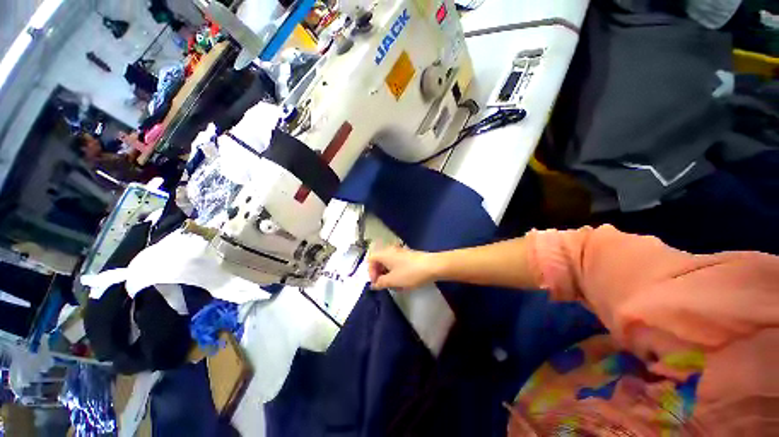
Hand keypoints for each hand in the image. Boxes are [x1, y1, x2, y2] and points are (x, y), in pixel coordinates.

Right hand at [368, 245, 439, 290]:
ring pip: (389, 264)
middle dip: (380, 274)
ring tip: (396, 286)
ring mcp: (400, 252)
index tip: (377, 283)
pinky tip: (404, 282)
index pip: (370, 260)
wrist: (432, 266)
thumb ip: (380, 283)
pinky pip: (397, 264)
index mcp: (384, 254)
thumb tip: (374, 285)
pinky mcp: (408, 256)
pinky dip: (397, 273)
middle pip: (379, 261)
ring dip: (389, 275)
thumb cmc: (409, 273)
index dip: (370, 272)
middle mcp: (391, 250)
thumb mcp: (393, 280)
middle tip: (385, 285)